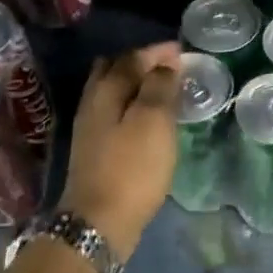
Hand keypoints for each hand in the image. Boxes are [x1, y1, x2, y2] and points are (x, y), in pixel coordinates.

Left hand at [58, 41, 181, 258]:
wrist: (99, 222)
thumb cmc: (132, 168)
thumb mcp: (153, 122)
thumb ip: (160, 88)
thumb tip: (165, 64)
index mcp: (106, 90)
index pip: (132, 58)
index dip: (158, 52)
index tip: (182, 50)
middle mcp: (93, 102)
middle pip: (115, 70)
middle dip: (142, 63)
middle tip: (170, 67)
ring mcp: (90, 127)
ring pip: (112, 92)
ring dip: (135, 85)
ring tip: (162, 90)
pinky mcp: (95, 149)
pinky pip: (114, 112)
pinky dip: (131, 105)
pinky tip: (146, 119)